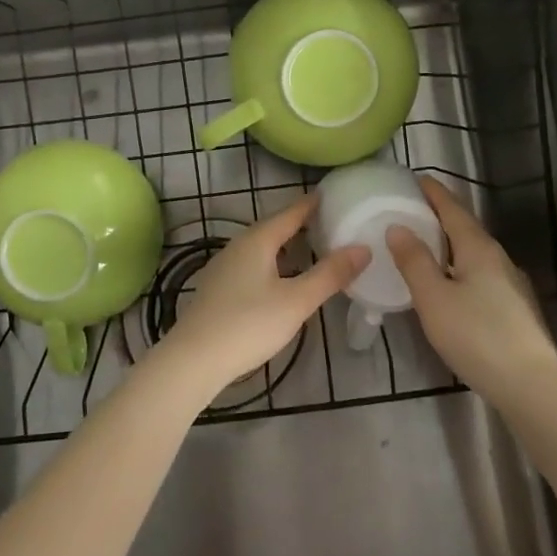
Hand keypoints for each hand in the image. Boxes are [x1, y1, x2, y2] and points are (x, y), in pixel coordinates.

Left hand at [164, 194, 368, 400]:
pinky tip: (281, 280)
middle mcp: (238, 246)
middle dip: (300, 224)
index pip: (290, 213)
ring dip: (286, 246)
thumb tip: (363, 248)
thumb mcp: (296, 301)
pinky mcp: (218, 289)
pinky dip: (273, 263)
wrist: (193, 359)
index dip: (312, 204)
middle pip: (274, 228)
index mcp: (257, 240)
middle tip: (330, 223)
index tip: (333, 196)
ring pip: (262, 248)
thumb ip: (330, 274)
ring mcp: (224, 267)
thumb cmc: (248, 324)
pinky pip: (252, 265)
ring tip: (311, 249)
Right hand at [387, 176, 556, 400]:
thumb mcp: (434, 298)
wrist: (532, 386)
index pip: (452, 208)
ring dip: (449, 244)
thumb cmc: (477, 336)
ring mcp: (511, 284)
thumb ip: (414, 261)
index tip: (414, 178)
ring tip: (424, 247)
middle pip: (465, 228)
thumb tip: (398, 227)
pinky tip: (449, 286)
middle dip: (439, 216)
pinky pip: (480, 275)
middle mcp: (498, 258)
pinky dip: (459, 268)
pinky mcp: (515, 309)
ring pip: (473, 253)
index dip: (433, 192)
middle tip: (410, 211)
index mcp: (478, 248)